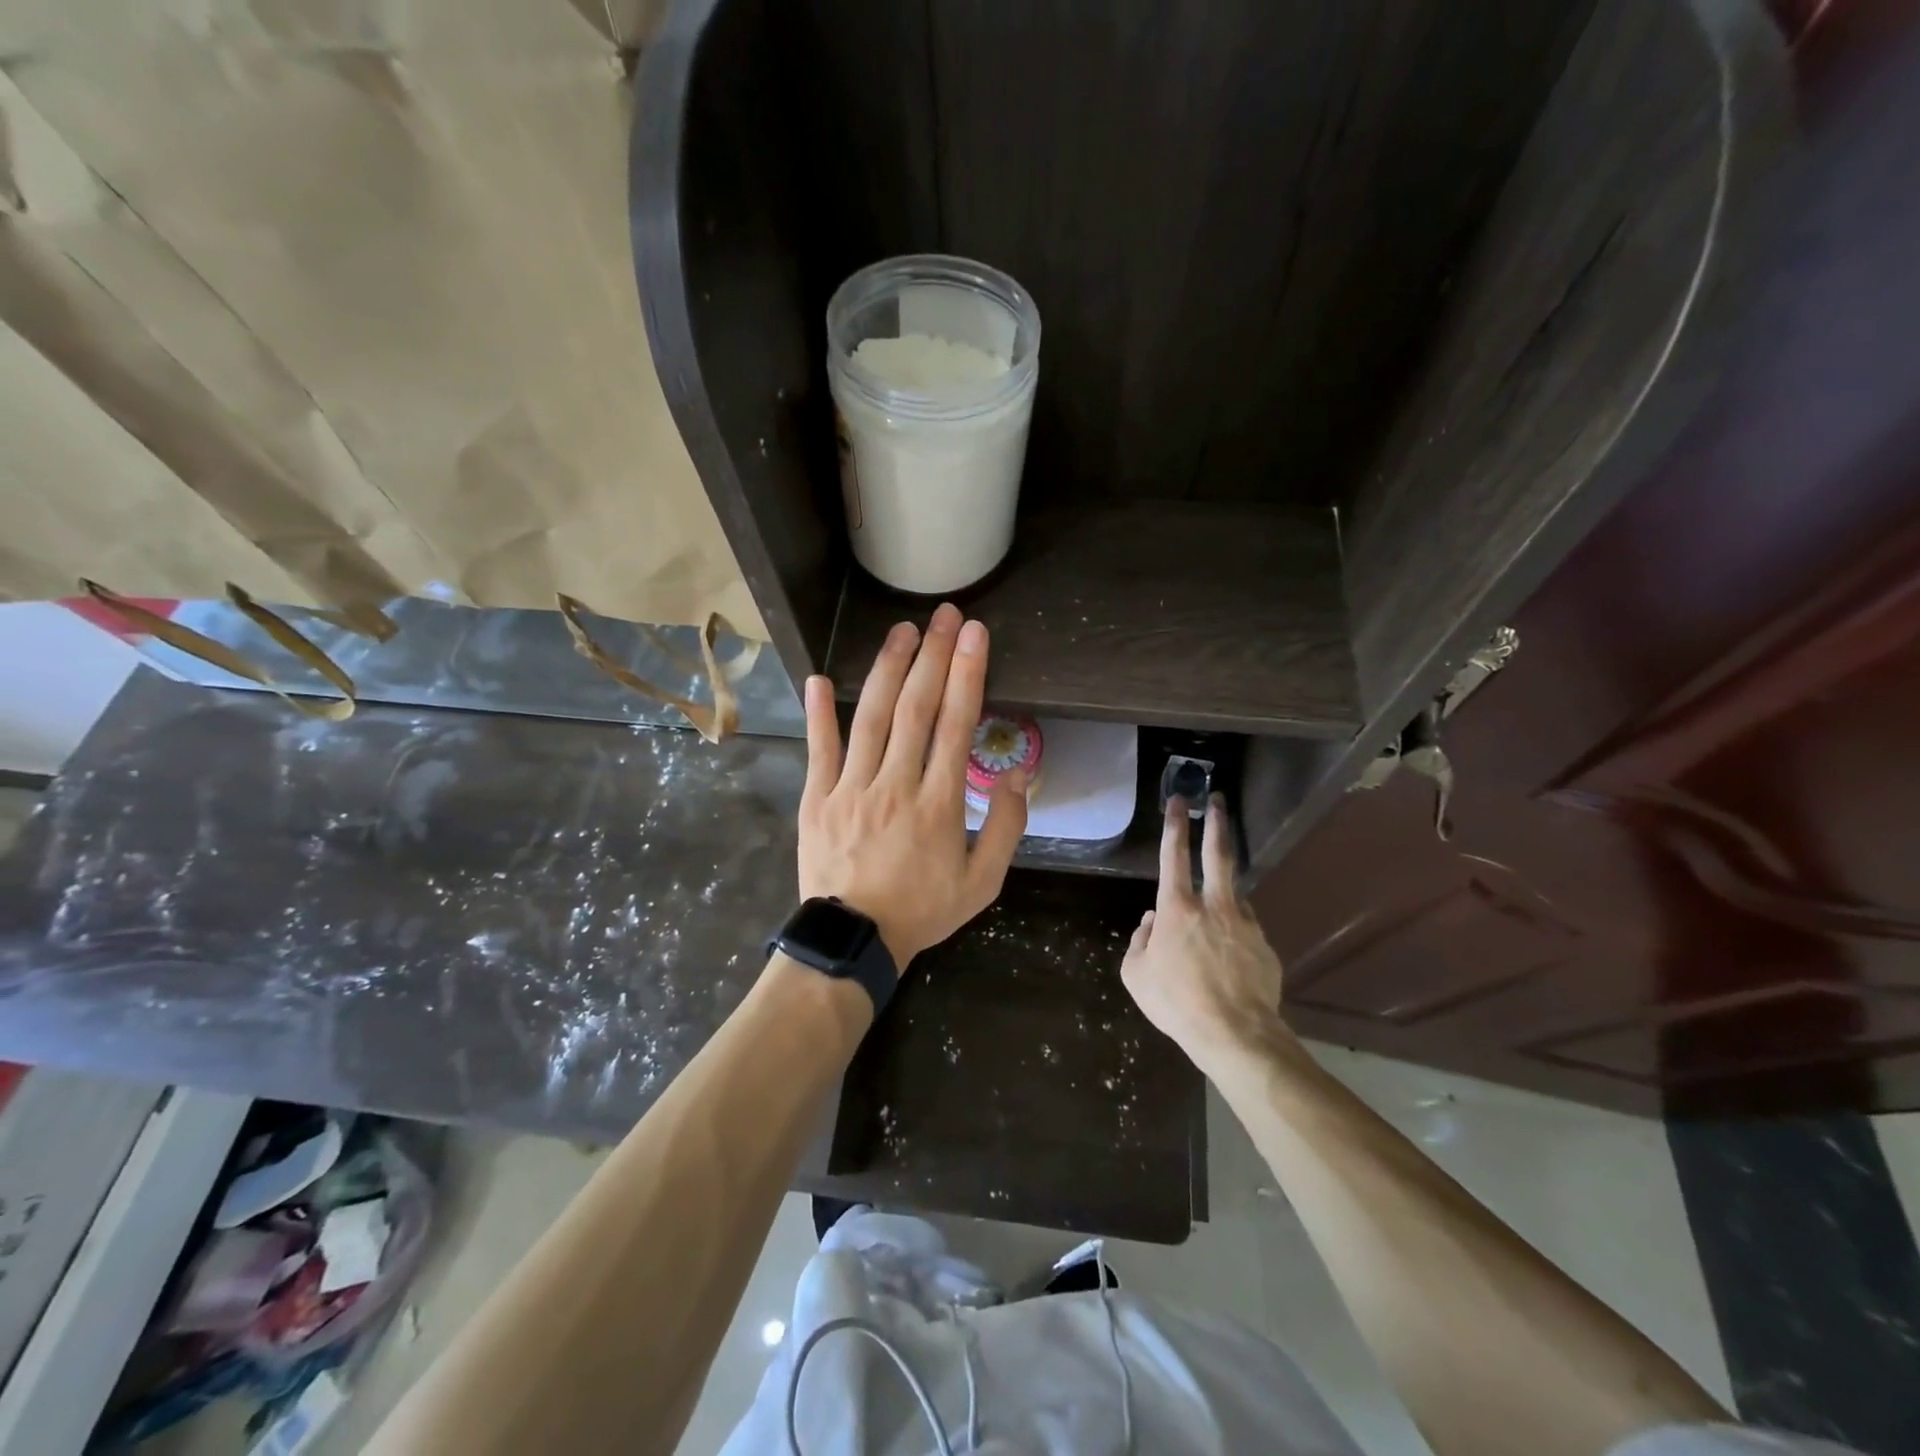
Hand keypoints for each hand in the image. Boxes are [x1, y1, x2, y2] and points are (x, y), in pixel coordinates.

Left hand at [797, 603, 1027, 967]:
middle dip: (934, 657)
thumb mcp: (984, 882)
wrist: (856, 940)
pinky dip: (819, 713)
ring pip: (870, 718)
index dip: (968, 674)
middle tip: (945, 616)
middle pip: (916, 708)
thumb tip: (1019, 774)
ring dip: (887, 670)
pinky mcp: (818, 798)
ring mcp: (852, 788)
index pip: (957, 725)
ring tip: (902, 631)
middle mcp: (896, 784)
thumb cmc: (924, 909)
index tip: (976, 635)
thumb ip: (1007, 826)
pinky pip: (820, 750)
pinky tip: (819, 678)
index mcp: (940, 803)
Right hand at [1121, 794, 1289, 1072]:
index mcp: (1177, 908)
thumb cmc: (1176, 1002)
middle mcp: (1214, 906)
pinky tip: (1230, 955)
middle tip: (1217, 801)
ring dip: (1223, 893)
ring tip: (1215, 913)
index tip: (1178, 801)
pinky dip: (1234, 931)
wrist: (1235, 1034)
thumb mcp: (1136, 975)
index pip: (1174, 855)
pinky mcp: (1265, 946)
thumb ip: (1140, 942)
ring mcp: (1245, 923)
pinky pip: (1245, 929)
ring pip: (1234, 895)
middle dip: (1216, 823)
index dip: (1174, 825)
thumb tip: (1150, 924)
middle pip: (1218, 853)